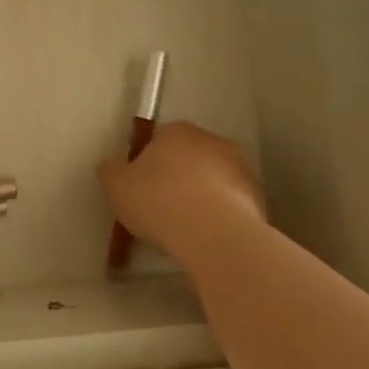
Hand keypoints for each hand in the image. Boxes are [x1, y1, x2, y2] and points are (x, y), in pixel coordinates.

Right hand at [99, 121, 265, 267]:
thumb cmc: (158, 200)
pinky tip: (205, 236)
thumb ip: (111, 170)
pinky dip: (218, 215)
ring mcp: (240, 168)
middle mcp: (212, 141)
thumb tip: (112, 165)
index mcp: (177, 131)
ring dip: (200, 195)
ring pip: (212, 180)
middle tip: (158, 206)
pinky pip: (230, 203)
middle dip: (176, 176)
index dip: (145, 162)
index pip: (158, 138)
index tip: (138, 186)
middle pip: (188, 156)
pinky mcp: (258, 198)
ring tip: (183, 227)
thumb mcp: (116, 185)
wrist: (214, 234)